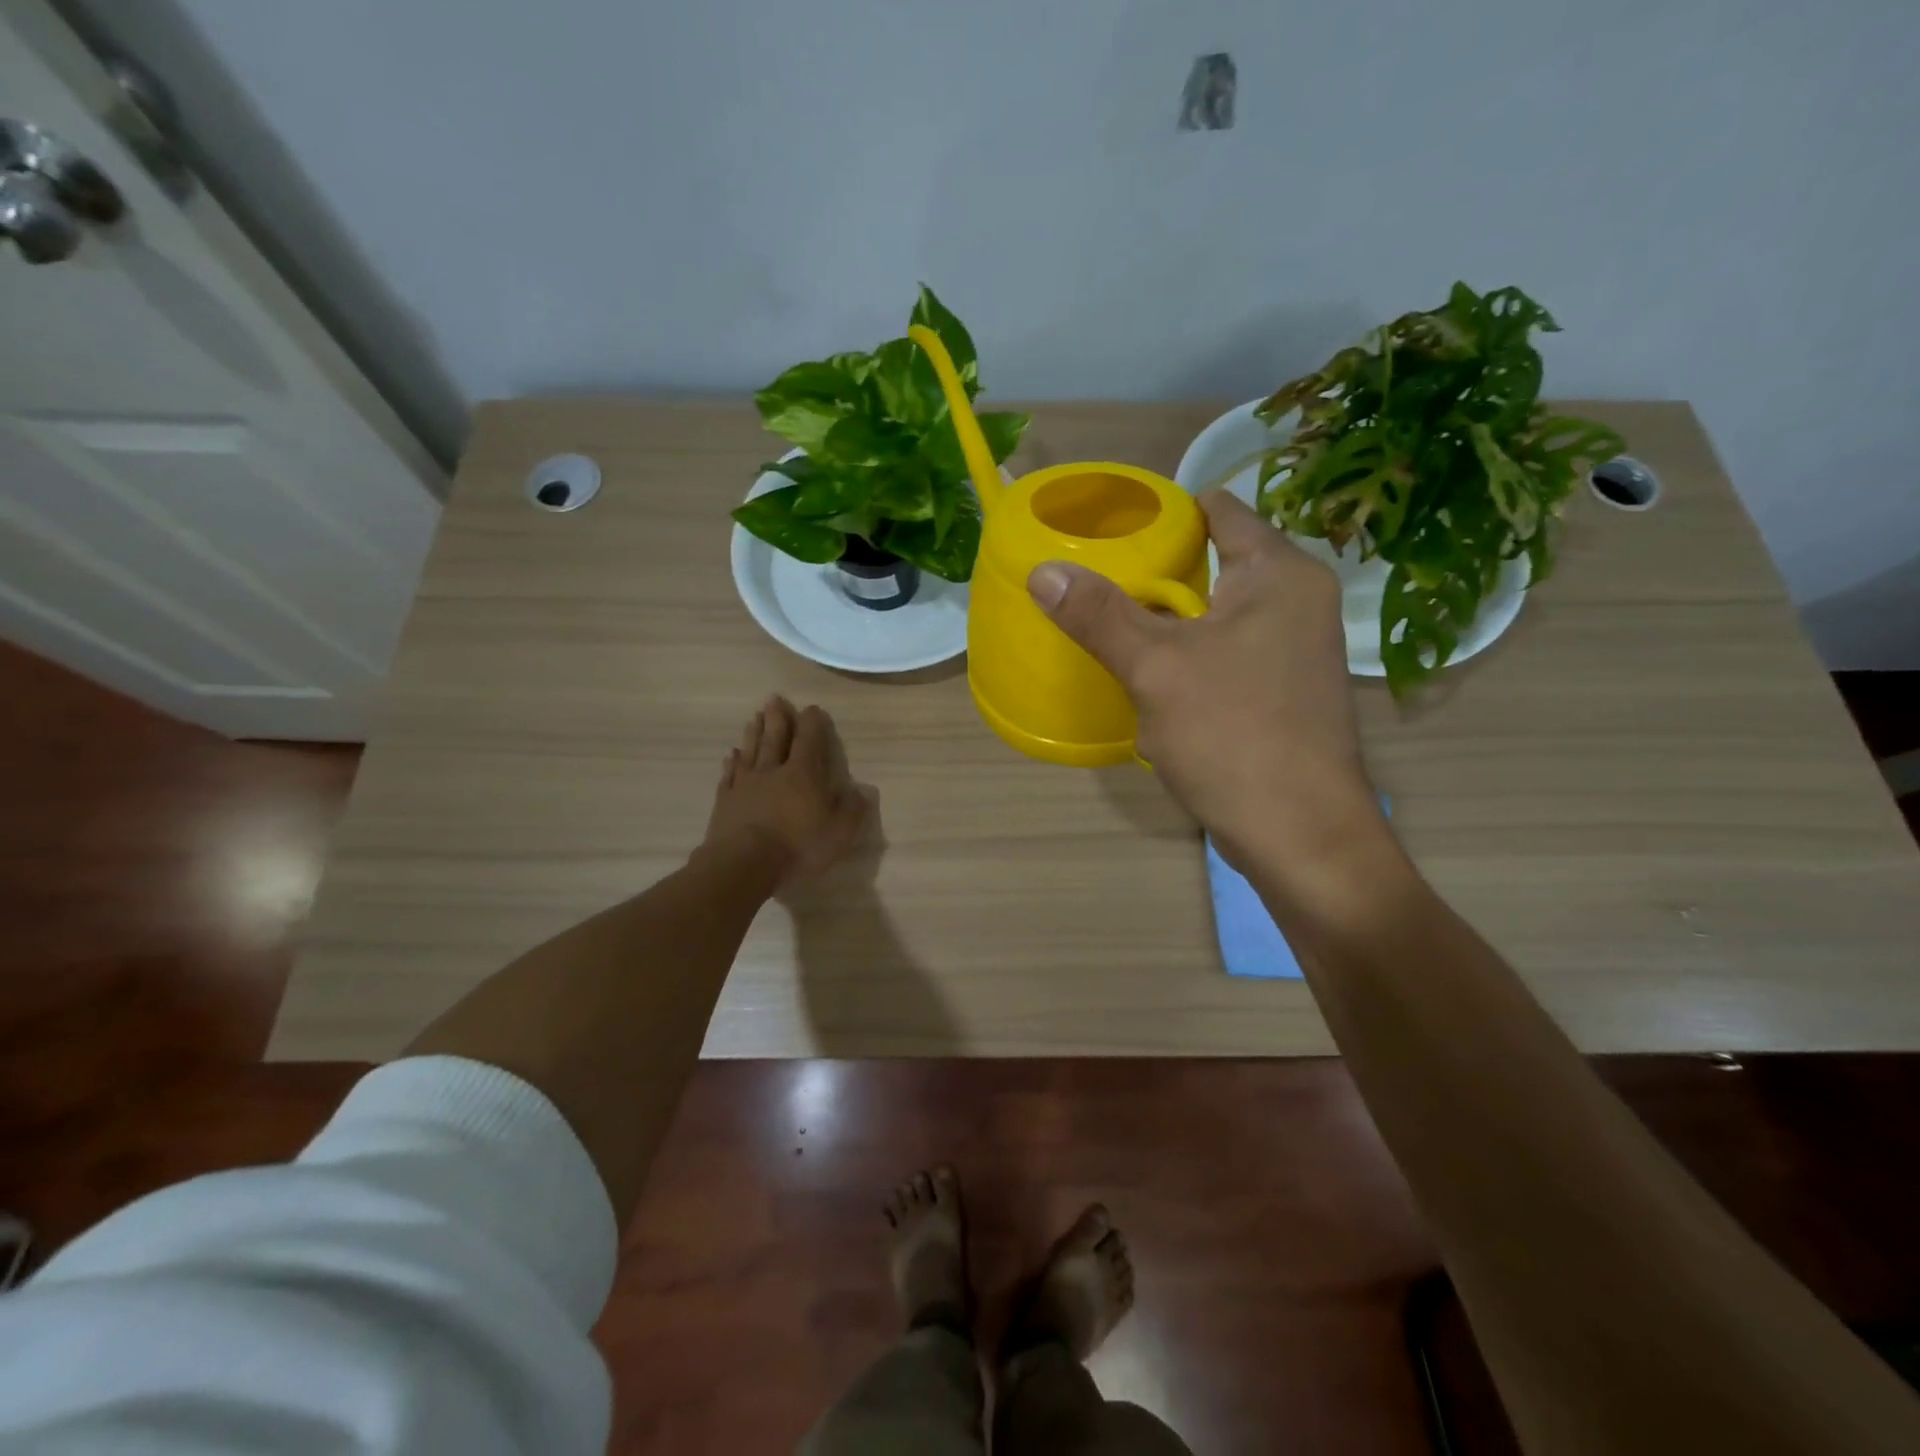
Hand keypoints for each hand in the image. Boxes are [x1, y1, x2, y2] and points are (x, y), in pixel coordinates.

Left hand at [705, 695, 871, 890]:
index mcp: (802, 774)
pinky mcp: (725, 802)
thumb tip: (862, 791)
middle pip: (775, 738)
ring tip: (754, 716)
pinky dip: (732, 763)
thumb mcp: (839, 832)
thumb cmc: (797, 846)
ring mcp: (745, 785)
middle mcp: (772, 771)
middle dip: (778, 717)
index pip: (809, 740)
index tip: (812, 708)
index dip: (812, 722)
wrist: (743, 864)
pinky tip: (732, 755)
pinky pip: (729, 775)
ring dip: (754, 732)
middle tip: (775, 698)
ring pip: (751, 751)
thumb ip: (852, 809)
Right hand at [1027, 491, 1382, 876]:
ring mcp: (1293, 647)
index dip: (1161, 512)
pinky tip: (1145, 671)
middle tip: (1093, 576)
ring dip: (1166, 616)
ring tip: (1107, 618)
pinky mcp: (1281, 689)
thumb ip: (1100, 614)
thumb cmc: (1234, 735)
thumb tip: (1042, 570)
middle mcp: (1296, 599)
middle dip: (1154, 568)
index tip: (1106, 527)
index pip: (1217, 510)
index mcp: (1279, 573)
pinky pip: (1224, 650)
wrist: (1300, 834)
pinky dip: (1186, 652)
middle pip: (1214, 560)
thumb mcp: (1155, 668)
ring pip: (1215, 611)